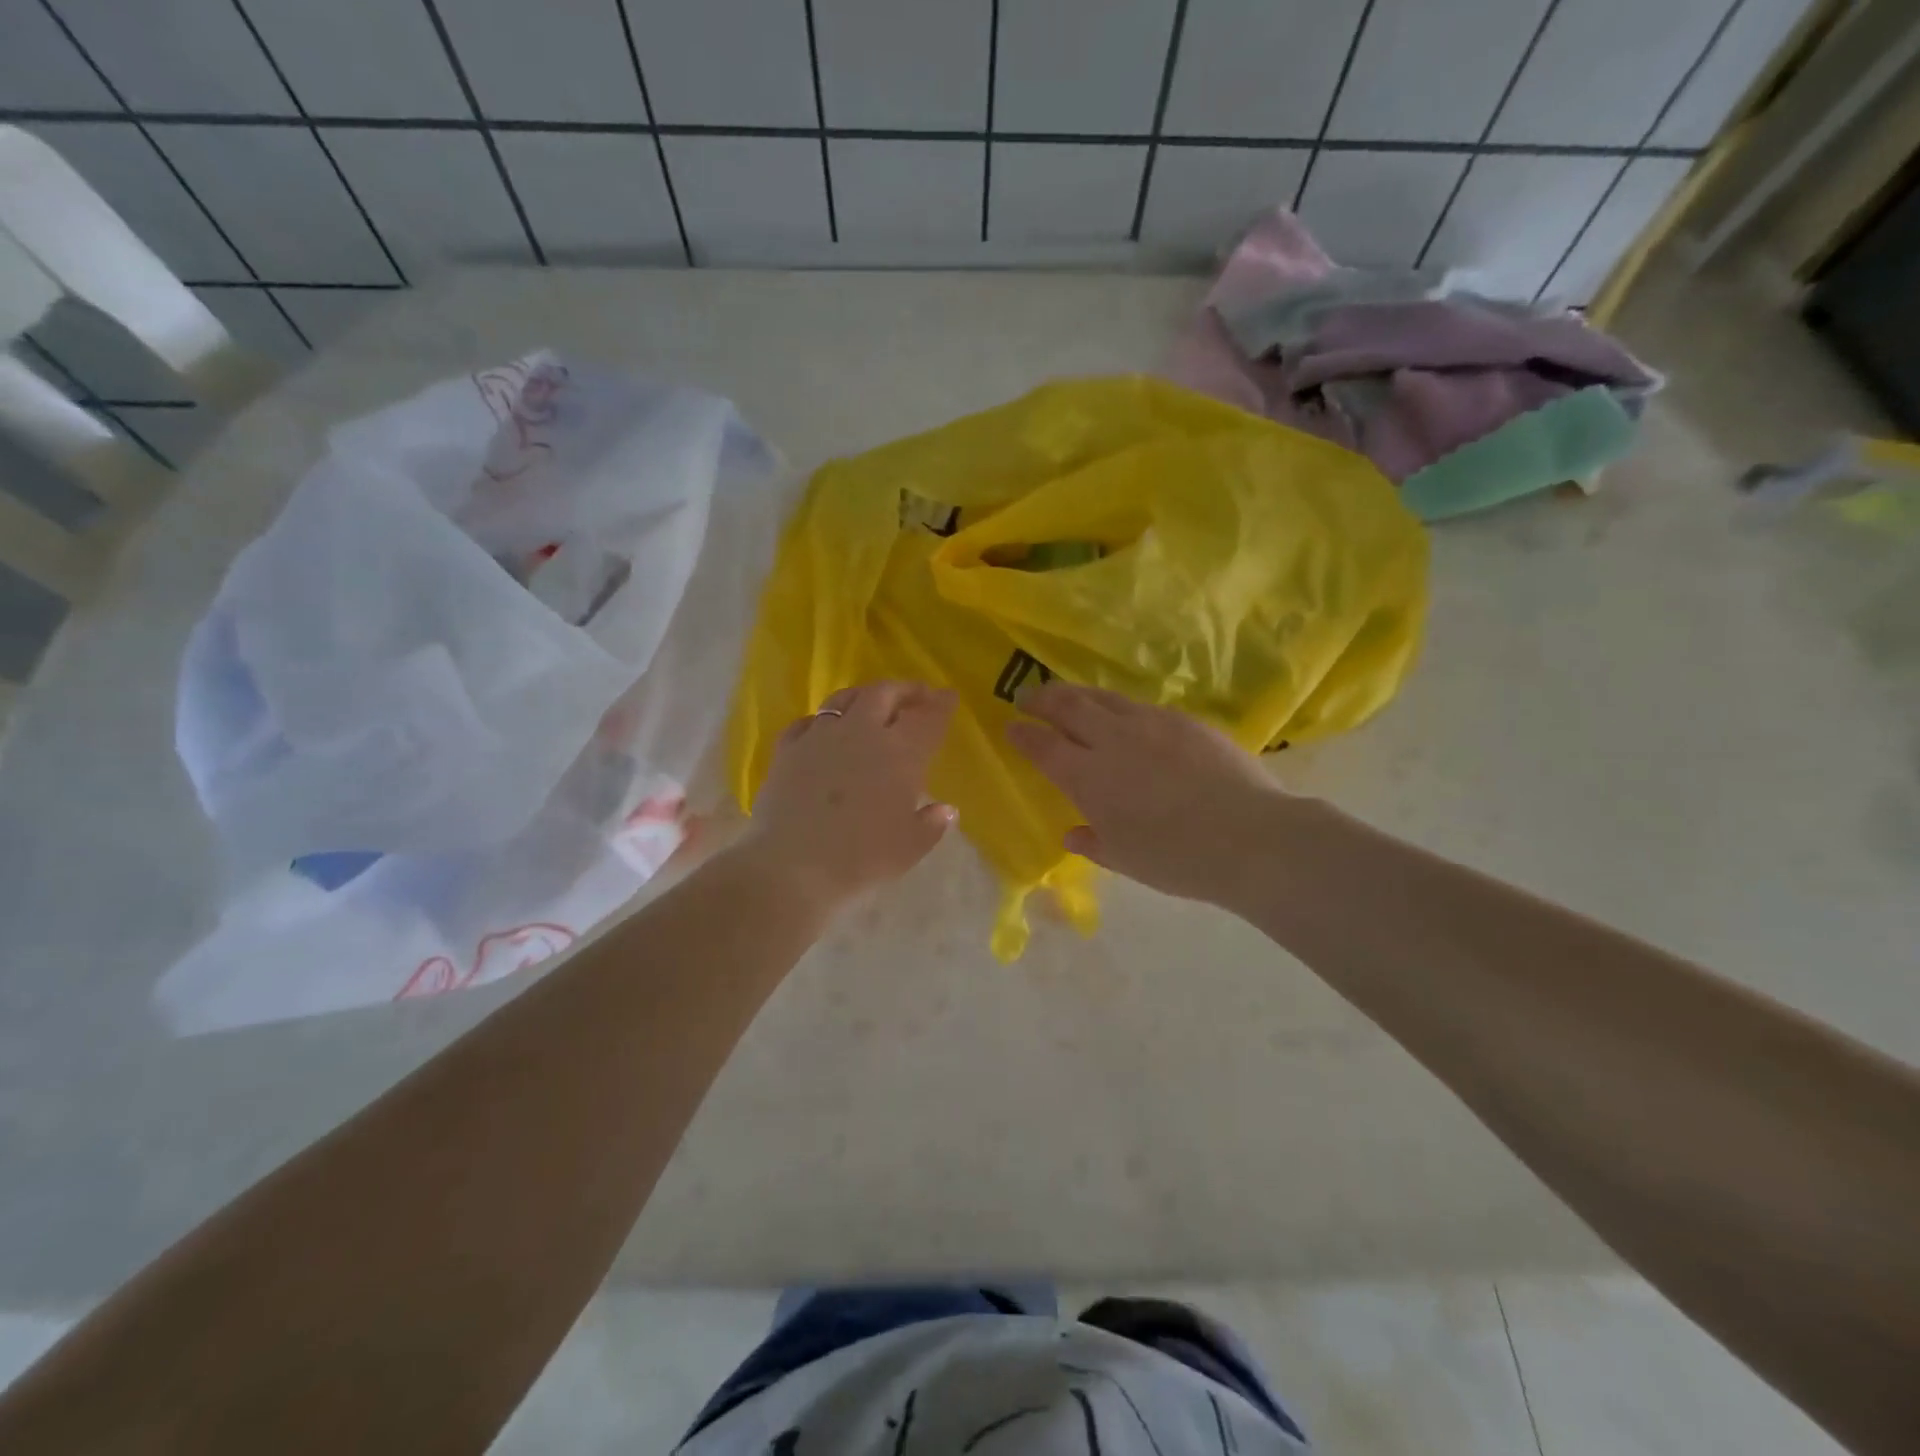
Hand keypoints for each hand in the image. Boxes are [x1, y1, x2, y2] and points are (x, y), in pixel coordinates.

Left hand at [741, 680, 957, 910]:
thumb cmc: (862, 858)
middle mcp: (862, 733)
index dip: (941, 705)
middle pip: (885, 693)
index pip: (928, 718)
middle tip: (917, 696)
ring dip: (865, 695)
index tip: (949, 696)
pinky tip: (824, 730)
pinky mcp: (787, 750)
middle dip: (905, 690)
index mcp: (901, 753)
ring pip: (844, 699)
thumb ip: (931, 824)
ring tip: (873, 702)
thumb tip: (945, 810)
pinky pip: (808, 722)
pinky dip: (823, 721)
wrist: (792, 866)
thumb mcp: (910, 848)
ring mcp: (820, 737)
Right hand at [1008, 683, 1286, 903]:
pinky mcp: (1183, 720)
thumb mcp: (1126, 859)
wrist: (1248, 836)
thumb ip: (1093, 842)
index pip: (1043, 746)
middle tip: (1029, 698)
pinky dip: (1117, 705)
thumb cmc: (1177, 858)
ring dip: (1078, 694)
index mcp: (1088, 777)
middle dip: (1042, 699)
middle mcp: (1112, 740)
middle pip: (1068, 706)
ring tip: (1068, 695)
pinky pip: (1139, 705)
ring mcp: (1149, 724)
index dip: (1023, 735)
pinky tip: (1122, 714)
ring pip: (1103, 697)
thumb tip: (1072, 834)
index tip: (1011, 727)